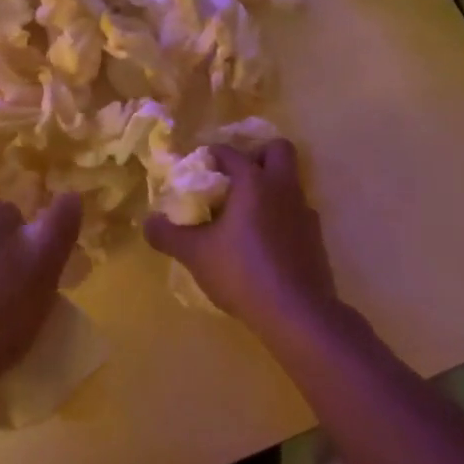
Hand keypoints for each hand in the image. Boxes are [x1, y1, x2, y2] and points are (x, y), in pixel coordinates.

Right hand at [144, 141, 336, 329]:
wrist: (297, 313)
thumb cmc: (242, 272)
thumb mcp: (195, 254)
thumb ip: (168, 235)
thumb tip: (148, 222)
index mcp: (254, 182)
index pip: (231, 153)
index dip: (212, 155)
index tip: (198, 169)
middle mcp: (283, 188)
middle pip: (278, 150)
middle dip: (257, 155)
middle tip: (234, 178)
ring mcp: (304, 213)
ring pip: (290, 183)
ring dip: (269, 188)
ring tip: (243, 215)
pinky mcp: (315, 239)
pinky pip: (295, 213)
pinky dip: (280, 217)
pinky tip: (262, 242)